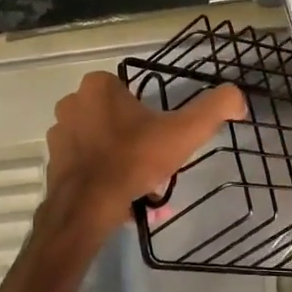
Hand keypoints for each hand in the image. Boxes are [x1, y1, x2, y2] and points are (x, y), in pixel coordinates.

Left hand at [44, 71, 246, 239]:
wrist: (87, 206)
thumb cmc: (134, 159)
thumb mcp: (184, 131)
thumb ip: (214, 108)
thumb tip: (238, 98)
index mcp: (99, 85)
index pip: (132, 92)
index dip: (151, 117)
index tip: (162, 140)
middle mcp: (73, 101)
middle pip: (117, 118)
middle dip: (136, 139)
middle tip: (153, 165)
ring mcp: (59, 132)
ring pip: (101, 141)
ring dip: (119, 158)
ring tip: (139, 186)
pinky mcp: (53, 161)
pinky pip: (86, 163)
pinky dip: (102, 176)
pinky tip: (119, 197)